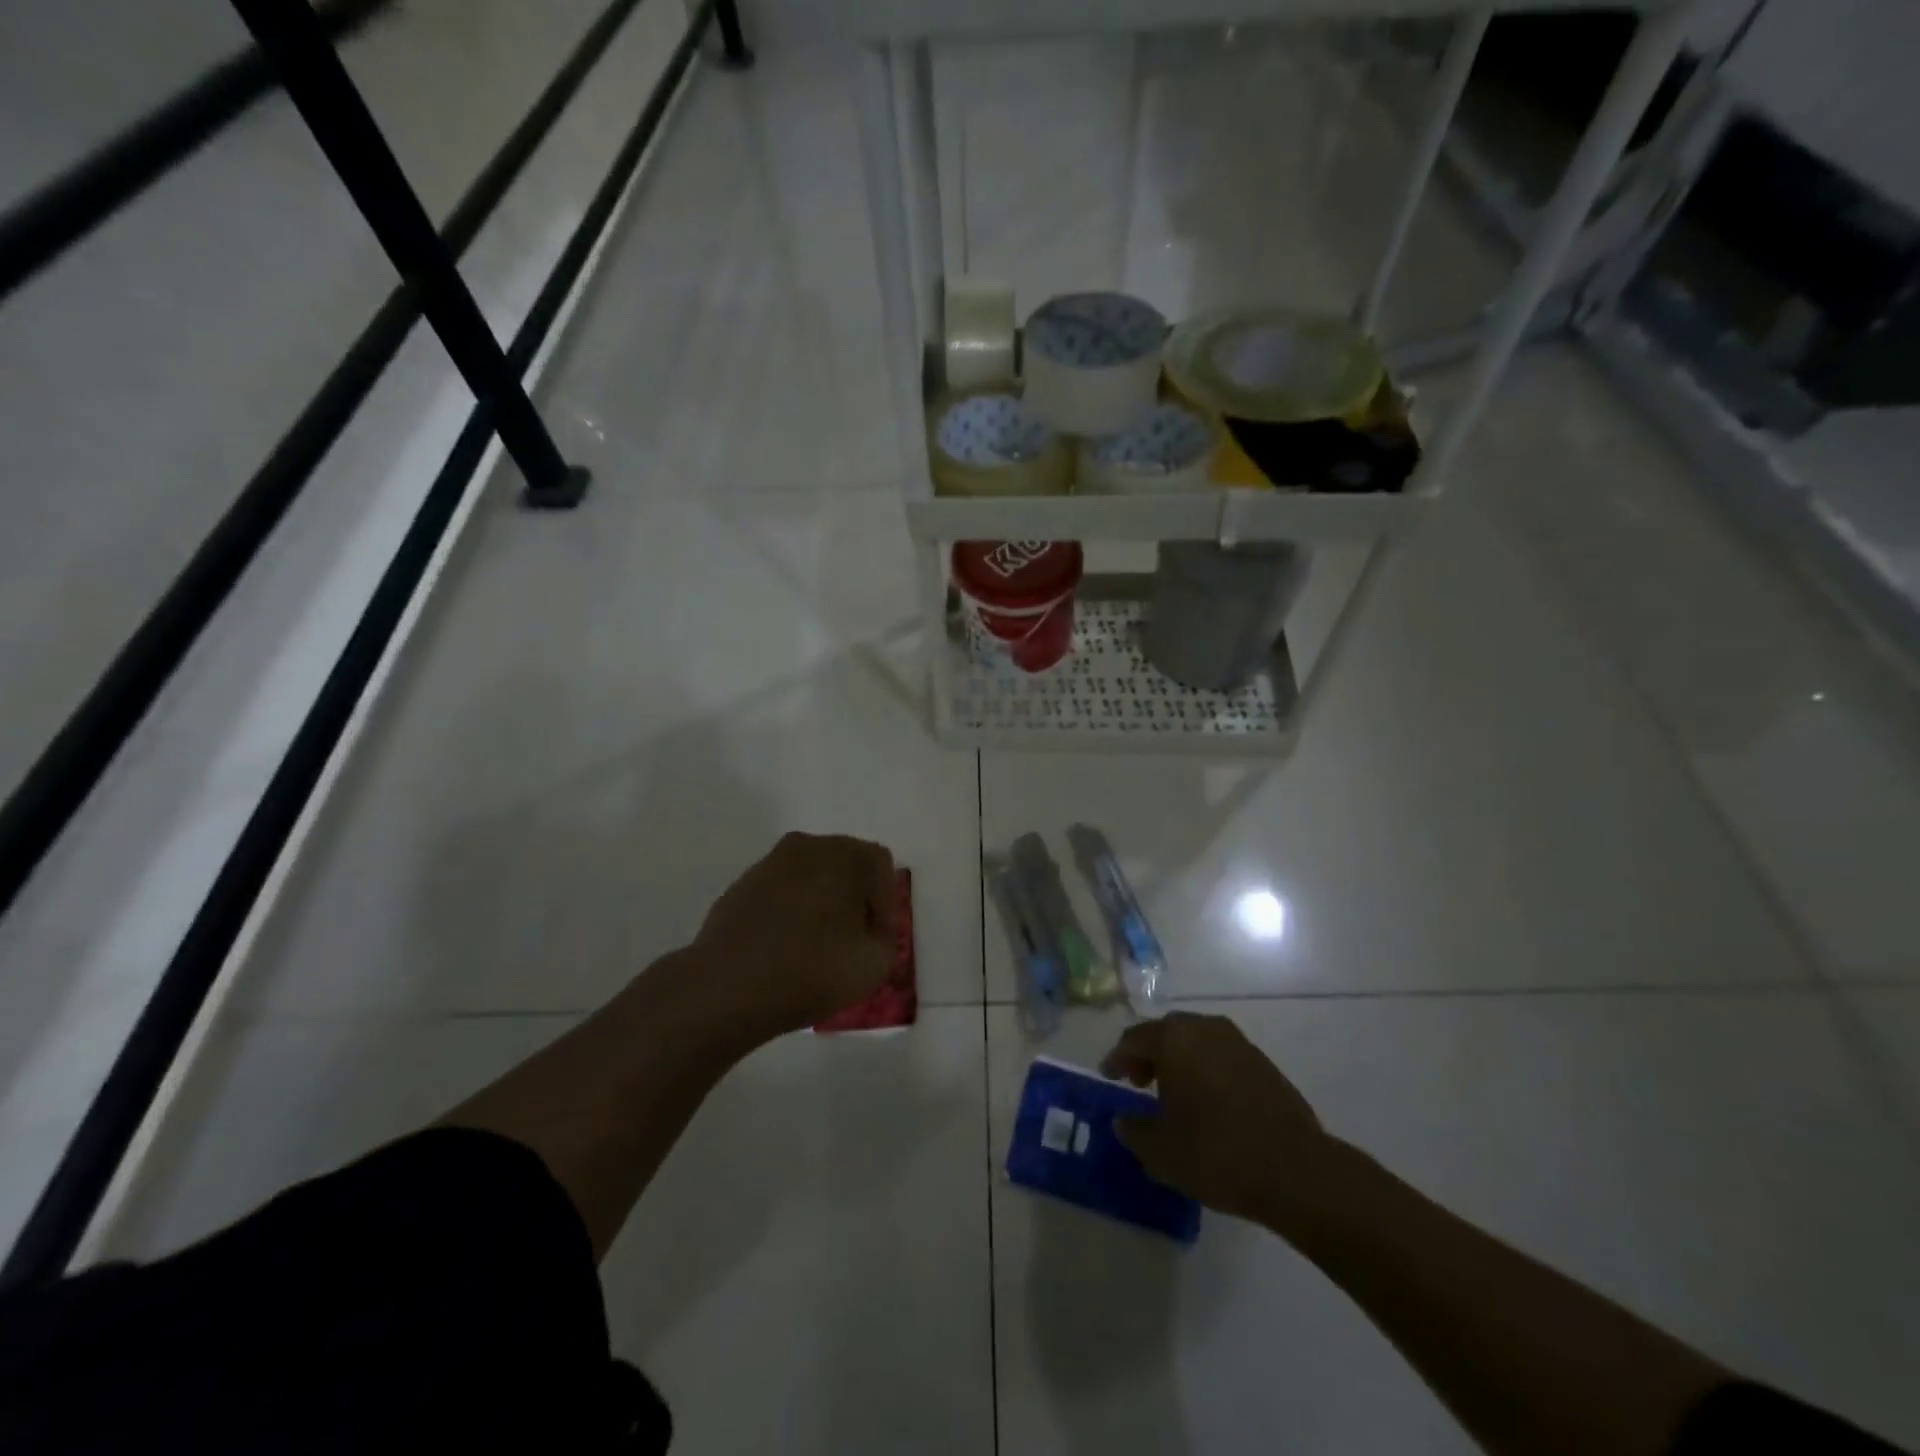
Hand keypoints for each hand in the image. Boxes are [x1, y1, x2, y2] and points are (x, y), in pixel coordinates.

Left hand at [690, 832, 896, 1037]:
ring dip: (821, 902)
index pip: (880, 865)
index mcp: (844, 854)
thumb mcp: (875, 964)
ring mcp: (769, 863)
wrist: (726, 988)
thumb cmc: (810, 970)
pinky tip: (786, 946)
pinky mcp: (741, 886)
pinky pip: (780, 891)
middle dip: (854, 896)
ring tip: (818, 944)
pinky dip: (790, 910)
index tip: (878, 938)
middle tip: (854, 938)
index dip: (886, 903)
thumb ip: (886, 938)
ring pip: (810, 875)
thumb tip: (871, 929)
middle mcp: (807, 846)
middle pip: (845, 863)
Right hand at [1101, 1012, 1335, 1225]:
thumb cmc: (1216, 1153)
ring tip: (1173, 1095)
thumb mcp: (1160, 1151)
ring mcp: (1237, 1042)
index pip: (1134, 1039)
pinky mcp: (1263, 1062)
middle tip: (1138, 1083)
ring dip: (1179, 1061)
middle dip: (1148, 1055)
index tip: (1109, 1077)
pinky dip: (1205, 1070)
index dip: (1117, 1059)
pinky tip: (1207, 1102)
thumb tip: (1123, 1120)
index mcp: (1173, 1039)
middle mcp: (1204, 1028)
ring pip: (1195, 1041)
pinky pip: (1220, 1056)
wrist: (1295, 1170)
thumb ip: (1133, 1130)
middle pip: (1165, 1033)